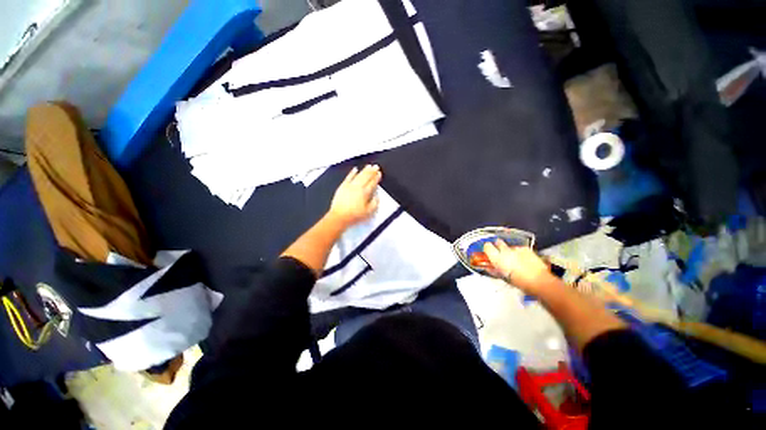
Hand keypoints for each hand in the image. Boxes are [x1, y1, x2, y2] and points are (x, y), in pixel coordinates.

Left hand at [328, 165, 381, 227]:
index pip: (372, 183)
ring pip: (359, 175)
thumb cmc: (354, 215)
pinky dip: (352, 173)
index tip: (379, 173)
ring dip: (364, 170)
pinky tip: (355, 169)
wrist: (339, 216)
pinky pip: (348, 177)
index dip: (376, 178)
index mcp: (365, 193)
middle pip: (366, 177)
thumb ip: (375, 203)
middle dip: (372, 171)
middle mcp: (358, 187)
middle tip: (376, 166)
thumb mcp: (369, 212)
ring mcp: (350, 186)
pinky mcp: (342, 187)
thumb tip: (377, 196)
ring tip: (368, 166)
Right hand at [483, 240, 553, 293]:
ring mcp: (516, 249)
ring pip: (509, 246)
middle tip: (501, 254)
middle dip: (498, 246)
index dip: (487, 249)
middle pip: (498, 242)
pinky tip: (524, 260)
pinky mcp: (526, 249)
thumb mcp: (503, 278)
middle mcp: (505, 251)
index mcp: (497, 258)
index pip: (487, 246)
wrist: (540, 281)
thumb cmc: (520, 282)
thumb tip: (488, 268)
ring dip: (510, 251)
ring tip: (515, 260)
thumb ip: (493, 271)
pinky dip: (520, 253)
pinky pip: (520, 248)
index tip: (489, 252)